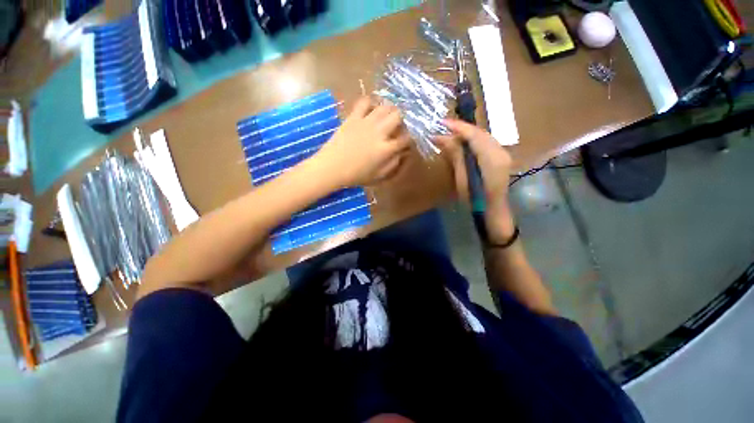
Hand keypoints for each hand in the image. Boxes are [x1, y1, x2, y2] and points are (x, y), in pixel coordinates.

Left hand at [314, 97, 410, 186]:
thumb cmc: (355, 175)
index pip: (406, 138)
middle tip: (399, 126)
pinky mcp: (353, 117)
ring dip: (390, 111)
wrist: (331, 167)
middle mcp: (379, 132)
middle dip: (403, 120)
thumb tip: (402, 153)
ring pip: (385, 107)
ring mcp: (366, 122)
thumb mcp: (378, 175)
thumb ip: (393, 164)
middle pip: (399, 116)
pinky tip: (371, 110)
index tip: (407, 141)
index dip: (410, 138)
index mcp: (386, 149)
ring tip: (387, 117)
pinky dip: (371, 103)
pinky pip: (365, 102)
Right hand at [435, 119, 512, 207]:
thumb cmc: (475, 198)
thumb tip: (443, 138)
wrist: (492, 209)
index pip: (474, 135)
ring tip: (451, 134)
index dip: (458, 127)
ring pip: (483, 137)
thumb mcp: (462, 177)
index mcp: (491, 157)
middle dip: (462, 129)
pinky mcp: (501, 157)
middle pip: (480, 133)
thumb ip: (456, 155)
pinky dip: (473, 141)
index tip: (442, 123)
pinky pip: (486, 143)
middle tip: (444, 128)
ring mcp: (503, 153)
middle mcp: (500, 151)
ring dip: (467, 134)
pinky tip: (463, 143)